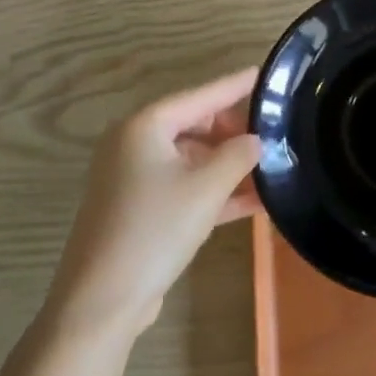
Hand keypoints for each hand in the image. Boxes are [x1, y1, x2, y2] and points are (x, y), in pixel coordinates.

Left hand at [44, 68, 263, 342]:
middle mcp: (134, 144)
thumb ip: (237, 156)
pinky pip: (184, 187)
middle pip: (194, 125)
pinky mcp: (139, 209)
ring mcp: (134, 178)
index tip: (264, 73)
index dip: (235, 86)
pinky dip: (213, 191)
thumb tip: (256, 140)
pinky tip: (254, 201)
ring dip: (228, 166)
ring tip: (271, 166)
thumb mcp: (206, 189)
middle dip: (234, 132)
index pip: (200, 96)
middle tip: (274, 134)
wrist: (101, 301)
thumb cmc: (154, 230)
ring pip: (191, 159)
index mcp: (144, 126)